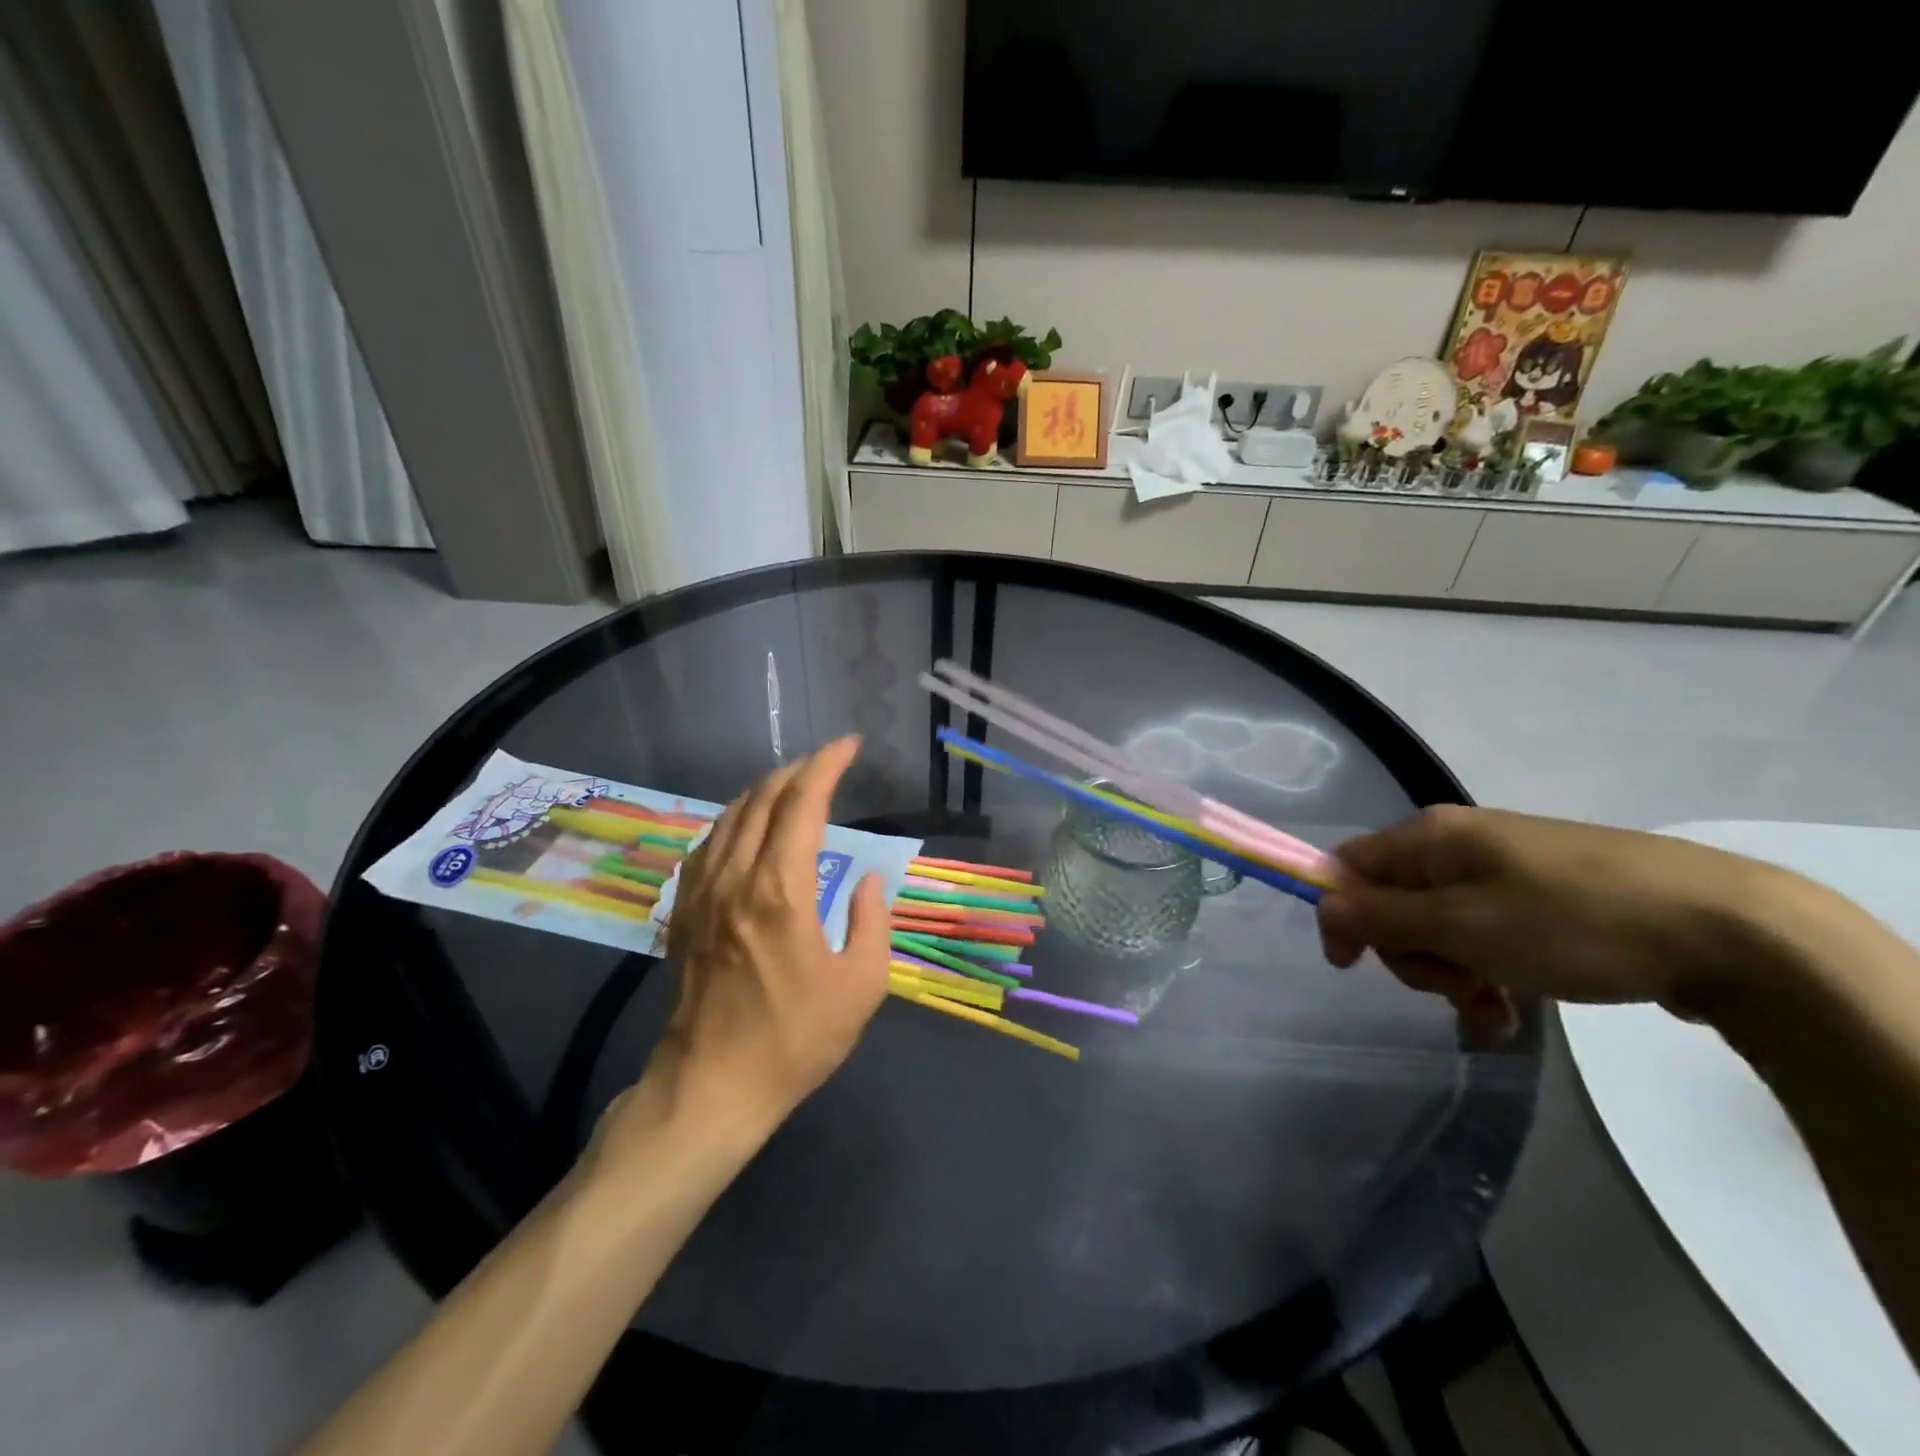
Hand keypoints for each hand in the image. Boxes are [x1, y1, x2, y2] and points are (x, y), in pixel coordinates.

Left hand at [643, 737, 890, 1134]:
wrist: (712, 1087)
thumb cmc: (795, 1039)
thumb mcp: (860, 986)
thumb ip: (870, 922)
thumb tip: (865, 880)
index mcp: (781, 890)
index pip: (802, 803)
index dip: (827, 765)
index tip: (849, 746)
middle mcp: (736, 877)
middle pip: (762, 799)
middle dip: (797, 770)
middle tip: (827, 763)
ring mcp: (702, 893)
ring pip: (730, 816)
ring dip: (764, 790)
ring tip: (792, 787)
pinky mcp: (685, 913)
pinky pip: (708, 845)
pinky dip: (733, 820)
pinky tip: (746, 828)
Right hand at [1316, 806, 1807, 1032]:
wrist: (1731, 930)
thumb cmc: (1574, 924)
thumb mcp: (1464, 927)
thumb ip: (1383, 917)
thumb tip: (1322, 907)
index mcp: (1432, 836)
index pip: (1350, 867)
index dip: (1341, 914)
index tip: (1352, 967)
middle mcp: (1460, 843)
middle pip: (1393, 899)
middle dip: (1410, 952)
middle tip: (1454, 987)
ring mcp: (1505, 868)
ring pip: (1440, 922)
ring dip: (1450, 969)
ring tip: (1492, 1004)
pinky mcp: (1545, 895)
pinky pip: (1486, 930)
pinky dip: (1486, 969)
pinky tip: (1510, 1008)